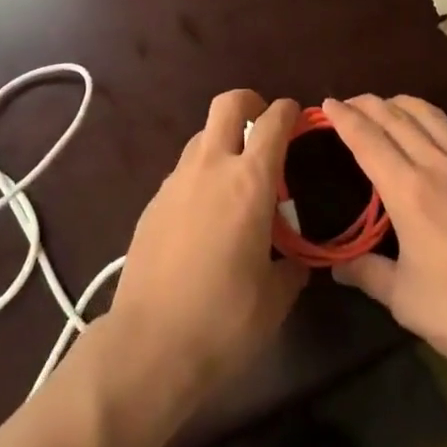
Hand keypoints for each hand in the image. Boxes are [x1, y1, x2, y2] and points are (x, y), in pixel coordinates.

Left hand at [104, 90, 308, 407]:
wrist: (149, 344)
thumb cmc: (224, 320)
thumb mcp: (275, 299)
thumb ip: (291, 267)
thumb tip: (295, 260)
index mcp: (249, 182)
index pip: (272, 122)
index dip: (288, 111)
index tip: (298, 116)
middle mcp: (211, 167)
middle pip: (227, 104)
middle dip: (249, 102)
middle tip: (263, 124)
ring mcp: (176, 181)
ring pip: (202, 136)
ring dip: (223, 141)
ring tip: (237, 179)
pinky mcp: (153, 202)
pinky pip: (184, 171)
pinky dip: (201, 175)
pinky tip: (207, 215)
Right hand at [323, 94, 446, 399]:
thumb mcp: (403, 299)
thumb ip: (367, 273)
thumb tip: (336, 267)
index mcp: (409, 192)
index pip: (368, 139)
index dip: (344, 118)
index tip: (327, 105)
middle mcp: (439, 167)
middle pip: (397, 118)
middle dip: (368, 104)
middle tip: (348, 103)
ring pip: (432, 116)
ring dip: (403, 104)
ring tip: (387, 106)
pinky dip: (442, 122)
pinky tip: (437, 130)